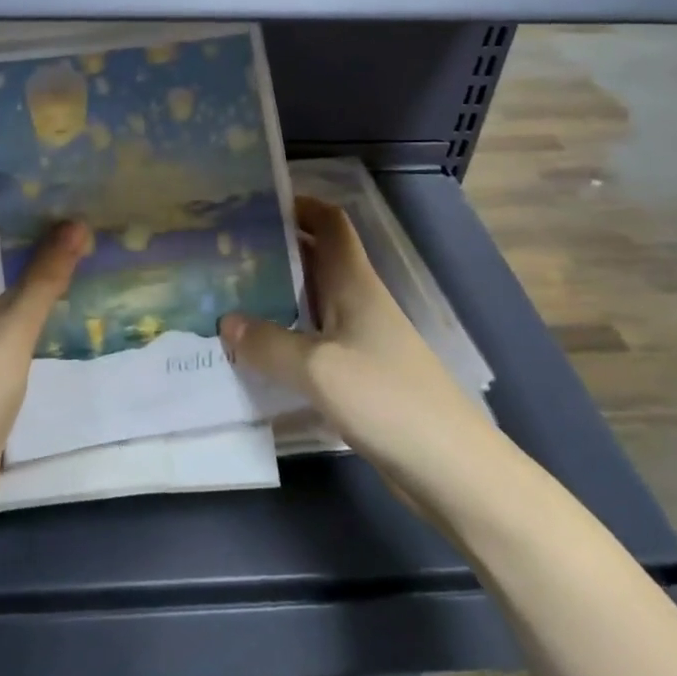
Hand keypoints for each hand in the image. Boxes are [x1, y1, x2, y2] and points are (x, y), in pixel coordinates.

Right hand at [221, 195, 483, 473]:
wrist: (452, 470)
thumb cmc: (387, 400)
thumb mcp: (318, 369)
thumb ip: (268, 344)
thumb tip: (227, 322)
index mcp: (354, 283)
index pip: (330, 222)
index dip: (299, 205)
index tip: (255, 205)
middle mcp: (357, 302)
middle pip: (315, 260)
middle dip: (274, 250)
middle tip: (224, 253)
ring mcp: (360, 340)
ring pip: (311, 302)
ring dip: (275, 296)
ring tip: (228, 298)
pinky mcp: (359, 376)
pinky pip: (314, 343)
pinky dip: (285, 339)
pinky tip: (256, 353)